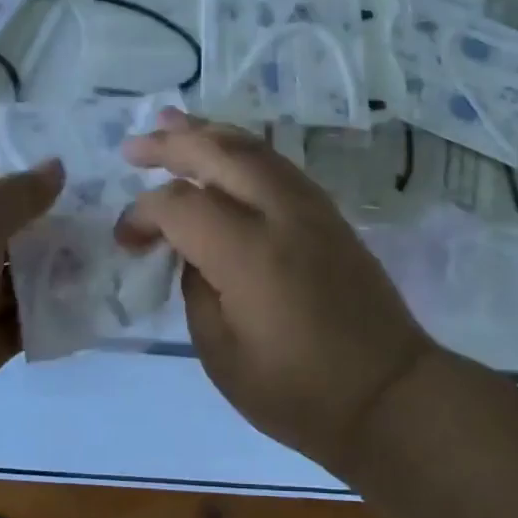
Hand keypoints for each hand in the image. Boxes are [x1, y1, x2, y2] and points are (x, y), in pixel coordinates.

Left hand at [0, 164, 63, 427]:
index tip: (61, 198)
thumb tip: (56, 168)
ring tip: (95, 269)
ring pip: (1, 289)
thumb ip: (20, 193)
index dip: (13, 193)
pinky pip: (8, 332)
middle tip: (88, 234)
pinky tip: (78, 310)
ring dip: (43, 281)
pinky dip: (39, 323)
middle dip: (35, 239)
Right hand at [118, 110, 439, 472]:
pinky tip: (227, 156)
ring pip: (255, 149)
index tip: (128, 240)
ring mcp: (313, 209)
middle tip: (134, 147)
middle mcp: (282, 214)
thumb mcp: (223, 354)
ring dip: (210, 134)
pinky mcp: (331, 216)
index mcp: (249, 253)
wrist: (389, 394)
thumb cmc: (299, 392)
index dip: (144, 214)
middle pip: (220, 154)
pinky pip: (278, 166)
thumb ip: (197, 289)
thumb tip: (193, 252)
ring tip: (174, 124)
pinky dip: (244, 152)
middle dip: (172, 144)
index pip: (181, 204)